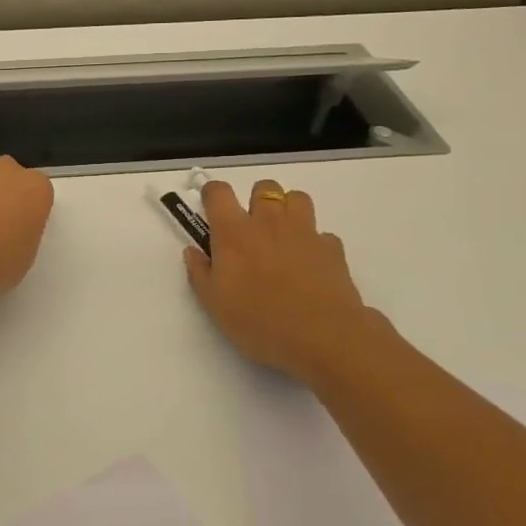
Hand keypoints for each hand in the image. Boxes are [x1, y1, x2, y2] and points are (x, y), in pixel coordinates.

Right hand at [183, 179, 387, 385]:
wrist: (323, 338)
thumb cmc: (260, 321)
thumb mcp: (215, 304)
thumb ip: (200, 272)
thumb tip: (193, 251)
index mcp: (234, 233)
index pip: (218, 193)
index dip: (212, 194)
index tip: (211, 208)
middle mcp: (268, 222)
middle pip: (263, 188)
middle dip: (255, 200)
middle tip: (251, 228)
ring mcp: (304, 232)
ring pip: (296, 198)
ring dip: (287, 210)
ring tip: (282, 236)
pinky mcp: (332, 248)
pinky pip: (322, 234)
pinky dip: (314, 243)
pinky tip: (309, 265)